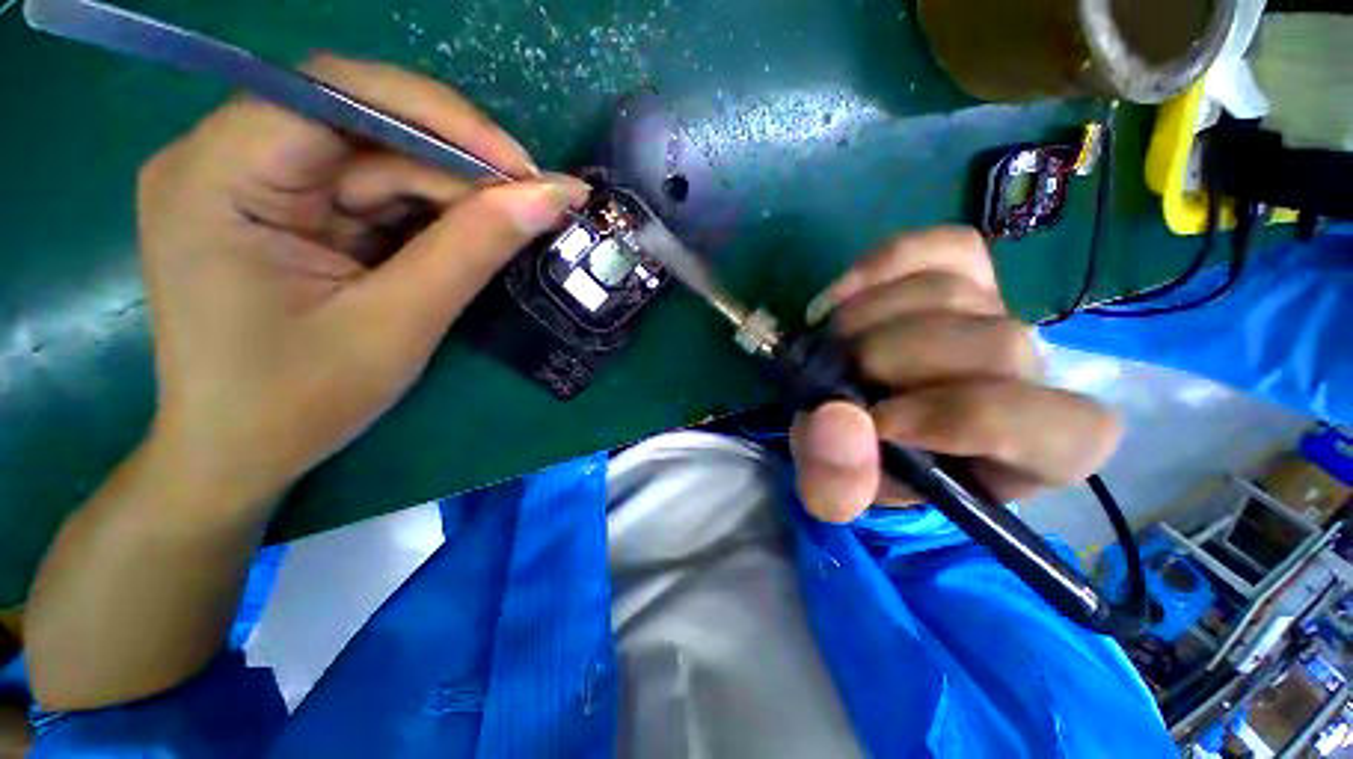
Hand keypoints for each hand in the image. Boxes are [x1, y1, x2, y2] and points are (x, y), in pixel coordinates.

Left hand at [137, 55, 588, 504]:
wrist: (239, 455)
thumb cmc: (300, 403)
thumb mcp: (399, 324)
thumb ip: (475, 249)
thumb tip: (551, 197)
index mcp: (216, 177)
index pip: (335, 94)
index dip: (441, 119)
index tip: (524, 172)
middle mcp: (221, 158)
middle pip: (359, 119)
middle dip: (455, 162)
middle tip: (531, 202)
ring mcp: (249, 180)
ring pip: (374, 155)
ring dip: (448, 191)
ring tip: (507, 226)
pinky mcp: (279, 208)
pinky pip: (367, 188)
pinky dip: (425, 211)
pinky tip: (462, 238)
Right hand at [790, 227, 1121, 522]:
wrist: (857, 422)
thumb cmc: (865, 465)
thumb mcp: (841, 494)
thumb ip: (837, 481)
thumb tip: (837, 419)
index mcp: (1030, 453)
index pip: (1050, 426)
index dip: (961, 417)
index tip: (876, 422)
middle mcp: (1032, 376)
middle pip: (997, 344)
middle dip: (894, 357)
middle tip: (834, 373)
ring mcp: (998, 313)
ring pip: (956, 292)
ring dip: (869, 317)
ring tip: (829, 344)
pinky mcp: (964, 275)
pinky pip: (942, 247)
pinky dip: (881, 266)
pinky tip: (840, 297)